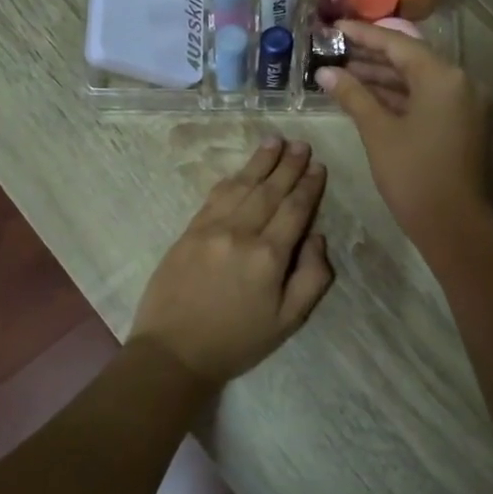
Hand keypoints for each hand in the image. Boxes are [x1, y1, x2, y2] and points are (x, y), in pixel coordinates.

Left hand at [129, 138, 333, 385]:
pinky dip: (232, 179)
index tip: (318, 167)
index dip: (309, 186)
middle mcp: (241, 233)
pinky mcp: (189, 230)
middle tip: (301, 144)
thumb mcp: (288, 321)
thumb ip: (312, 278)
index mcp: (269, 256)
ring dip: (261, 162)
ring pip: (242, 185)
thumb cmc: (237, 341)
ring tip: (276, 141)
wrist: (174, 352)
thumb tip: (317, 237)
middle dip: (288, 165)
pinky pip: (215, 196)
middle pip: (270, 190)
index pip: (295, 209)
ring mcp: (211, 228)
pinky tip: (242, 170)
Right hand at [317, 21, 489, 251]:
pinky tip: (366, 96)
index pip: (398, 44)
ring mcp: (463, 103)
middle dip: (371, 56)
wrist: (454, 225)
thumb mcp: (378, 131)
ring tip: (342, 72)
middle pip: (410, 59)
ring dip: (382, 77)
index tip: (335, 26)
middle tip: (334, 49)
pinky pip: (426, 99)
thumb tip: (325, 72)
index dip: (364, 34)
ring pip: (417, 80)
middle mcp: (460, 82)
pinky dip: (398, 96)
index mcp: (443, 77)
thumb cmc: (413, 174)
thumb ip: (353, 96)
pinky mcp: (461, 123)